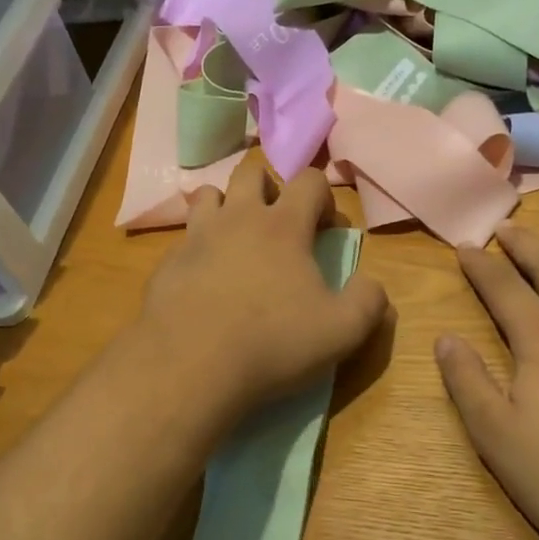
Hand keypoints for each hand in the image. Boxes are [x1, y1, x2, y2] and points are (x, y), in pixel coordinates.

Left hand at [132, 158, 388, 423]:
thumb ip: (368, 302)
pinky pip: (184, 239)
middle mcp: (237, 218)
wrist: (190, 367)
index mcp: (283, 226)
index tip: (326, 230)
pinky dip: (199, 248)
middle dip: (270, 189)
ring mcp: (196, 237)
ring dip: (227, 207)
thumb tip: (371, 284)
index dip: (324, 198)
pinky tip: (204, 281)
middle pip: (252, 173)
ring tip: (236, 242)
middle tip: (279, 227)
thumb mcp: (342, 331)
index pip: (310, 180)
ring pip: (210, 195)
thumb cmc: (272, 343)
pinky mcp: (167, 263)